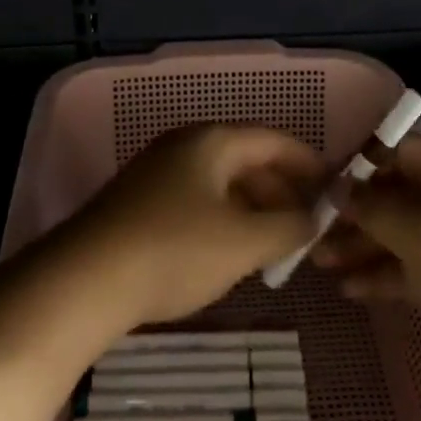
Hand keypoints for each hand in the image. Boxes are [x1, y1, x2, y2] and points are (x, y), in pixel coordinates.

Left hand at [63, 124, 327, 327]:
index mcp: (212, 140)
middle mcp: (184, 145)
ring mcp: (156, 172)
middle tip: (305, 230)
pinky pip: (195, 202)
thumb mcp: (245, 241)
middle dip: (280, 194)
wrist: (85, 280)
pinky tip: (227, 256)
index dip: (309, 164)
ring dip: (251, 212)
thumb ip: (289, 226)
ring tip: (272, 250)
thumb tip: (312, 218)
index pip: (274, 141)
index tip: (335, 190)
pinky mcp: (138, 202)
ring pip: (220, 185)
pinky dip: (222, 222)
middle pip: (247, 161)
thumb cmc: (176, 250)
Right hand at [313, 135, 420, 371]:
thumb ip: (374, 208)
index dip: (365, 162)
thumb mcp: (419, 235)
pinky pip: (415, 270)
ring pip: (403, 236)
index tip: (326, 180)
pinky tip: (350, 289)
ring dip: (362, 247)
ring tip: (319, 263)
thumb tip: (339, 187)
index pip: (405, 153)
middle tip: (314, 229)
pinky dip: (384, 276)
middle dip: (357, 213)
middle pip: (400, 197)